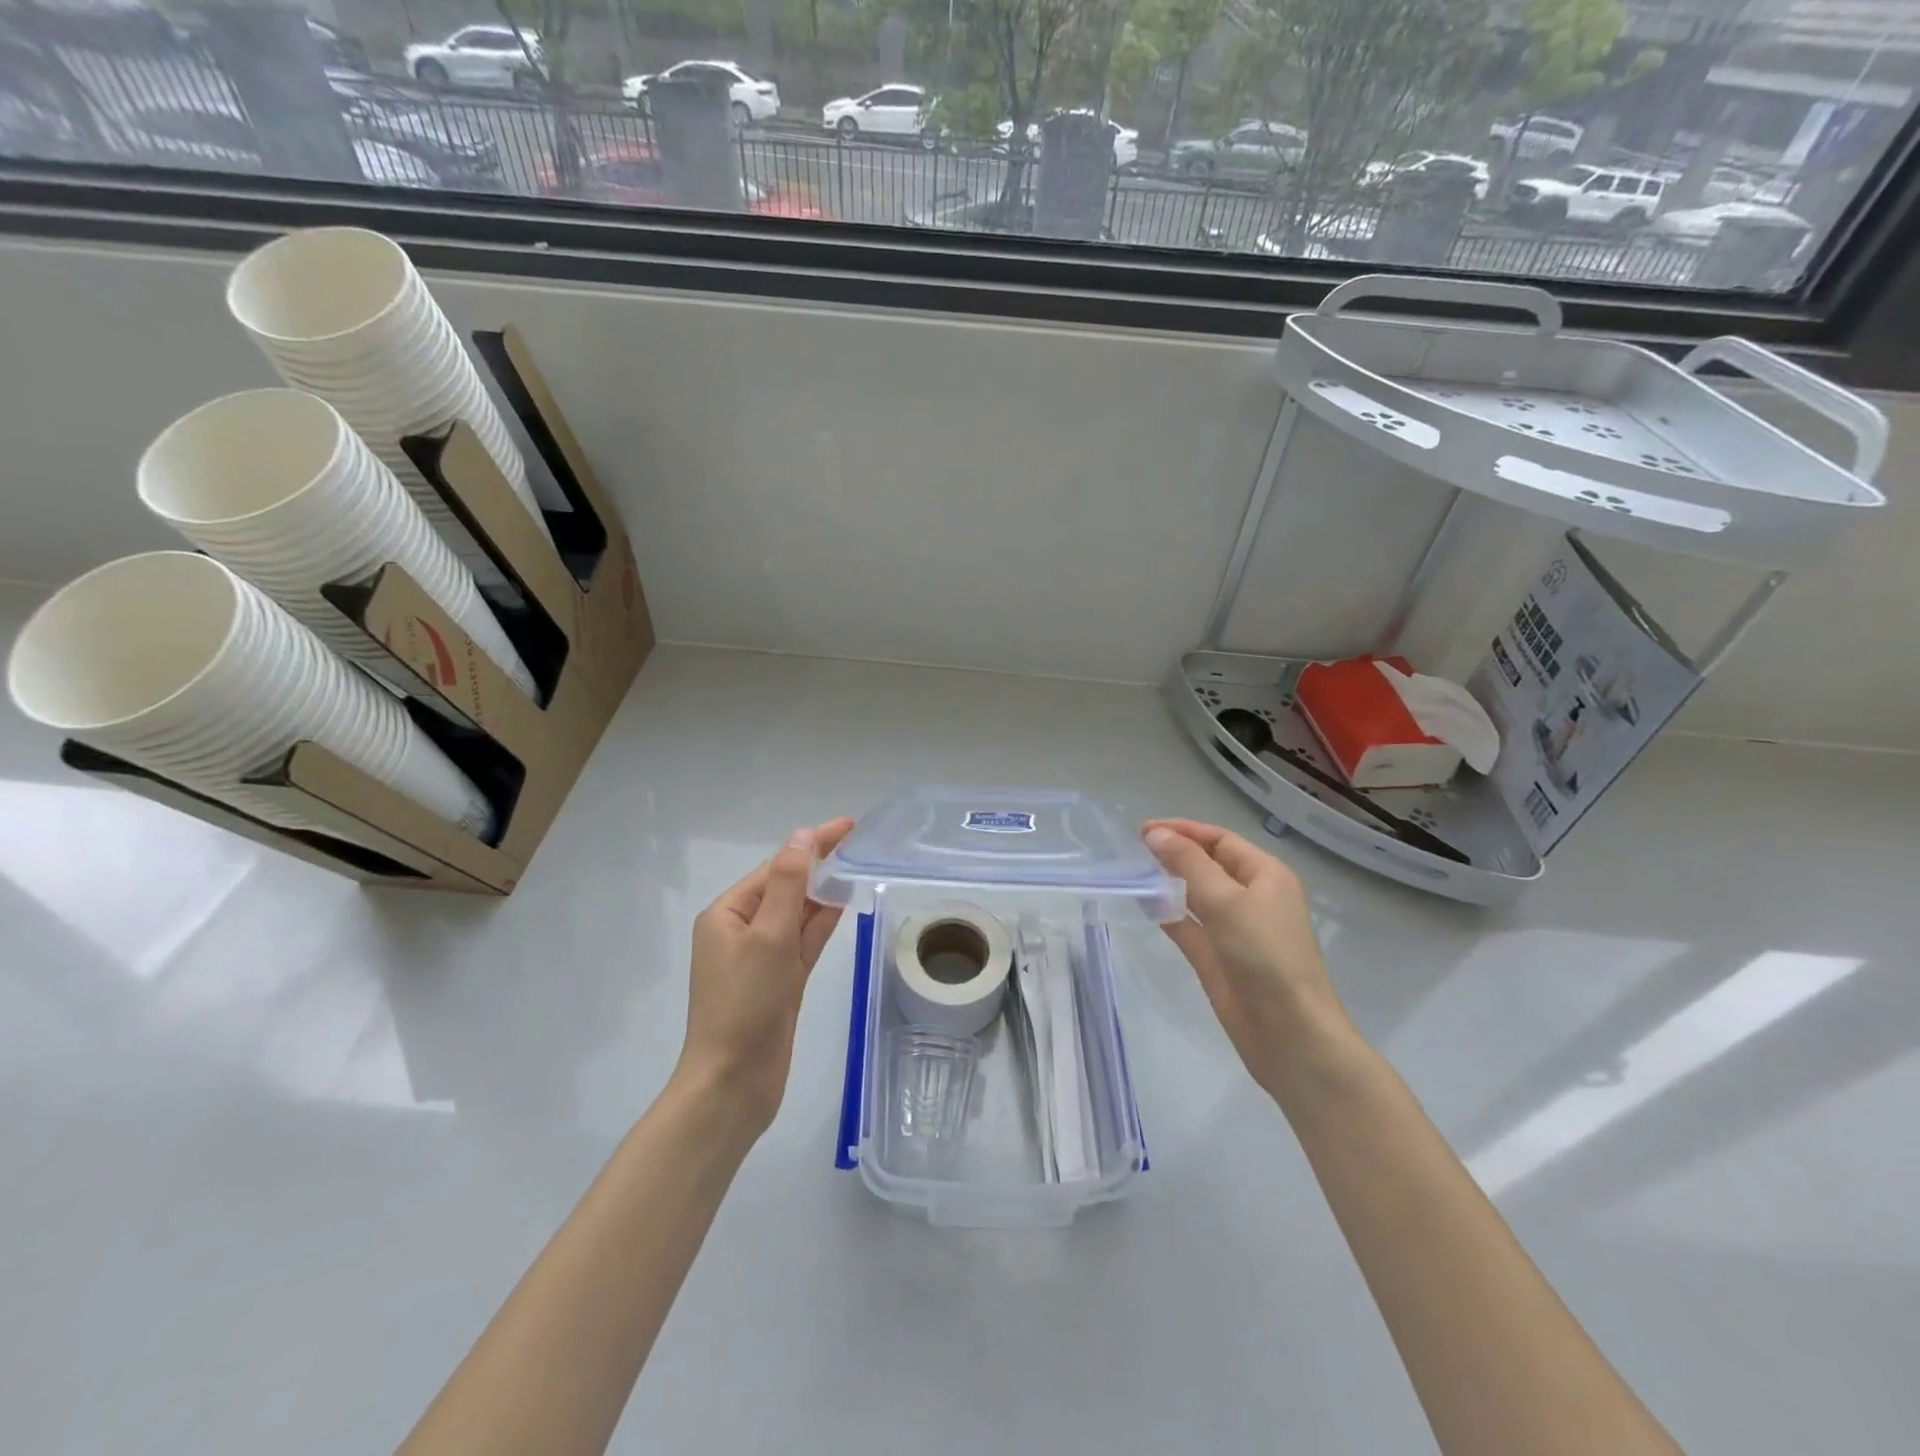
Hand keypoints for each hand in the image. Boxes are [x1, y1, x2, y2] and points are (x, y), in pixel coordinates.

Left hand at [677, 817, 854, 1135]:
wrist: (733, 1084)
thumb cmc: (745, 1004)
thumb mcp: (768, 936)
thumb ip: (788, 884)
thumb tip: (802, 837)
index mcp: (728, 914)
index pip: (776, 867)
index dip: (811, 844)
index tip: (847, 825)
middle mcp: (742, 930)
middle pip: (786, 886)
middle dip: (820, 863)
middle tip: (859, 841)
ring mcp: (762, 957)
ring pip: (798, 913)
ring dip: (824, 890)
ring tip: (858, 865)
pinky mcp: (780, 981)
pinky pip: (804, 941)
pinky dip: (822, 921)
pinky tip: (844, 903)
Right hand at [1143, 819, 1352, 1093]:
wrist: (1290, 1036)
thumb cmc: (1266, 957)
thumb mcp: (1227, 902)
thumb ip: (1188, 864)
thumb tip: (1156, 834)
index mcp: (1266, 876)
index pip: (1220, 840)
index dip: (1183, 831)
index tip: (1143, 830)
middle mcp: (1252, 898)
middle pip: (1208, 864)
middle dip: (1174, 853)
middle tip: (1133, 849)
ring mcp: (1234, 930)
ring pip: (1195, 895)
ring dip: (1168, 882)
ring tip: (1133, 871)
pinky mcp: (1217, 959)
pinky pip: (1188, 926)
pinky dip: (1167, 913)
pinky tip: (1143, 903)